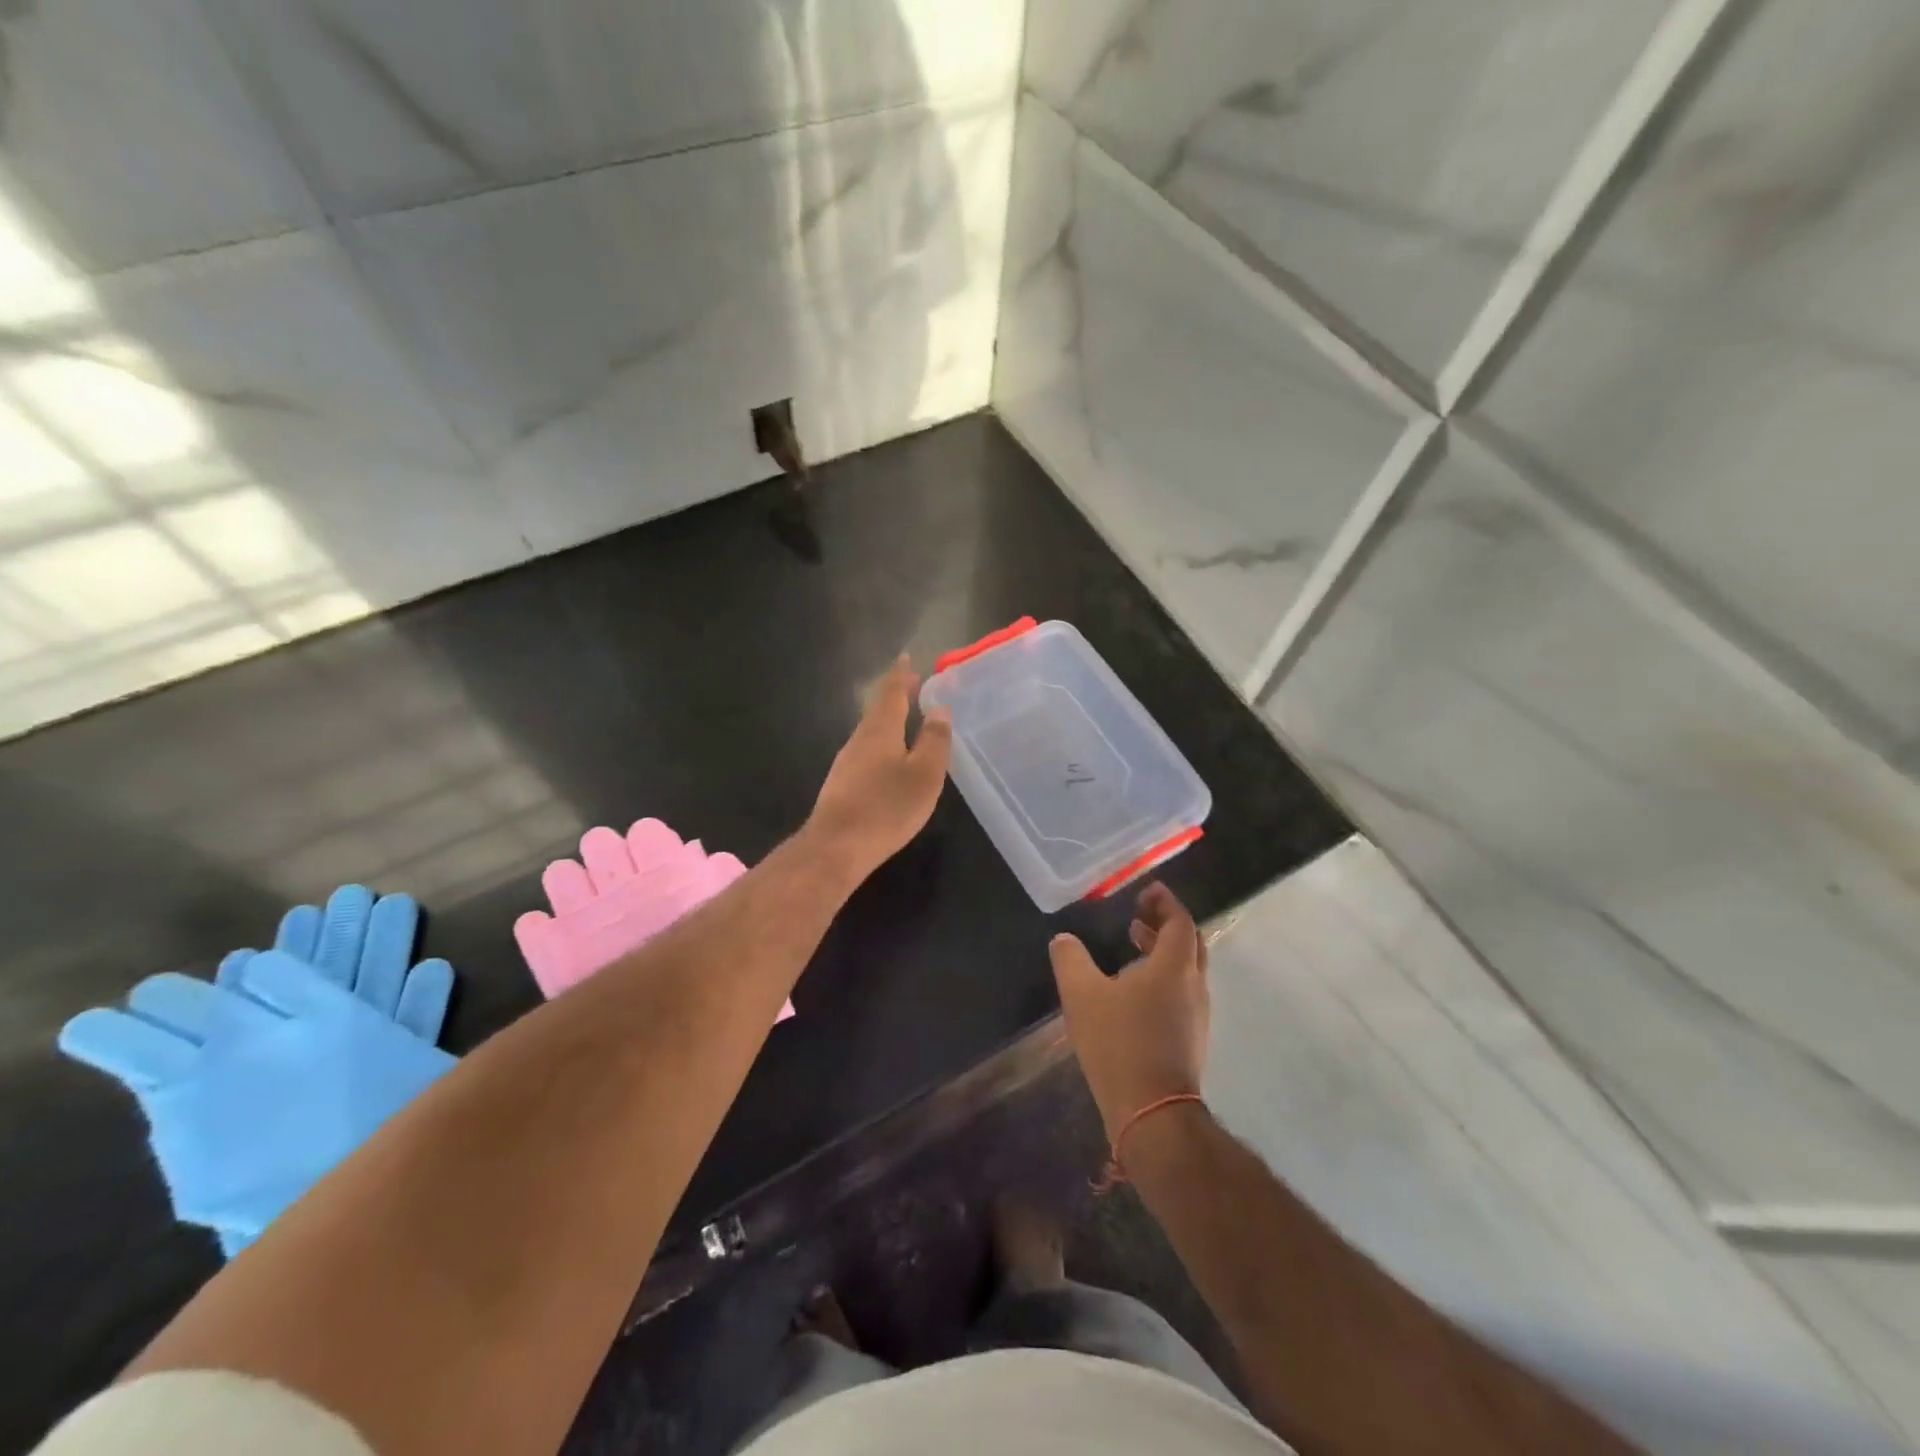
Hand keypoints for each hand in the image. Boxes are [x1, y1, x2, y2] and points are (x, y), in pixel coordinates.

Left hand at [807, 654, 952, 883]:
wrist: (836, 846)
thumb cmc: (886, 807)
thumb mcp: (924, 774)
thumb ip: (934, 740)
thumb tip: (939, 708)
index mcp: (880, 730)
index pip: (891, 693)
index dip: (901, 675)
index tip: (907, 657)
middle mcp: (859, 739)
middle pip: (879, 710)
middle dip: (896, 696)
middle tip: (913, 684)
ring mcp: (846, 762)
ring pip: (871, 732)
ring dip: (888, 720)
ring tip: (906, 718)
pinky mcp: (842, 785)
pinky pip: (866, 752)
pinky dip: (882, 743)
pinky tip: (889, 758)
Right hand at [1050, 883, 1209, 1138]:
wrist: (1153, 1114)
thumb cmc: (1119, 1045)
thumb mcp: (1082, 996)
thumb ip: (1071, 960)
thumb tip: (1063, 939)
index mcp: (1173, 967)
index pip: (1179, 921)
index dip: (1165, 902)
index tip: (1148, 890)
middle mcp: (1193, 985)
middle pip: (1189, 943)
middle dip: (1166, 923)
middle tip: (1139, 914)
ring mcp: (1197, 1015)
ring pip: (1187, 969)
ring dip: (1164, 951)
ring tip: (1134, 945)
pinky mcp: (1192, 1039)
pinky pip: (1183, 992)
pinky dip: (1165, 976)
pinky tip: (1136, 991)